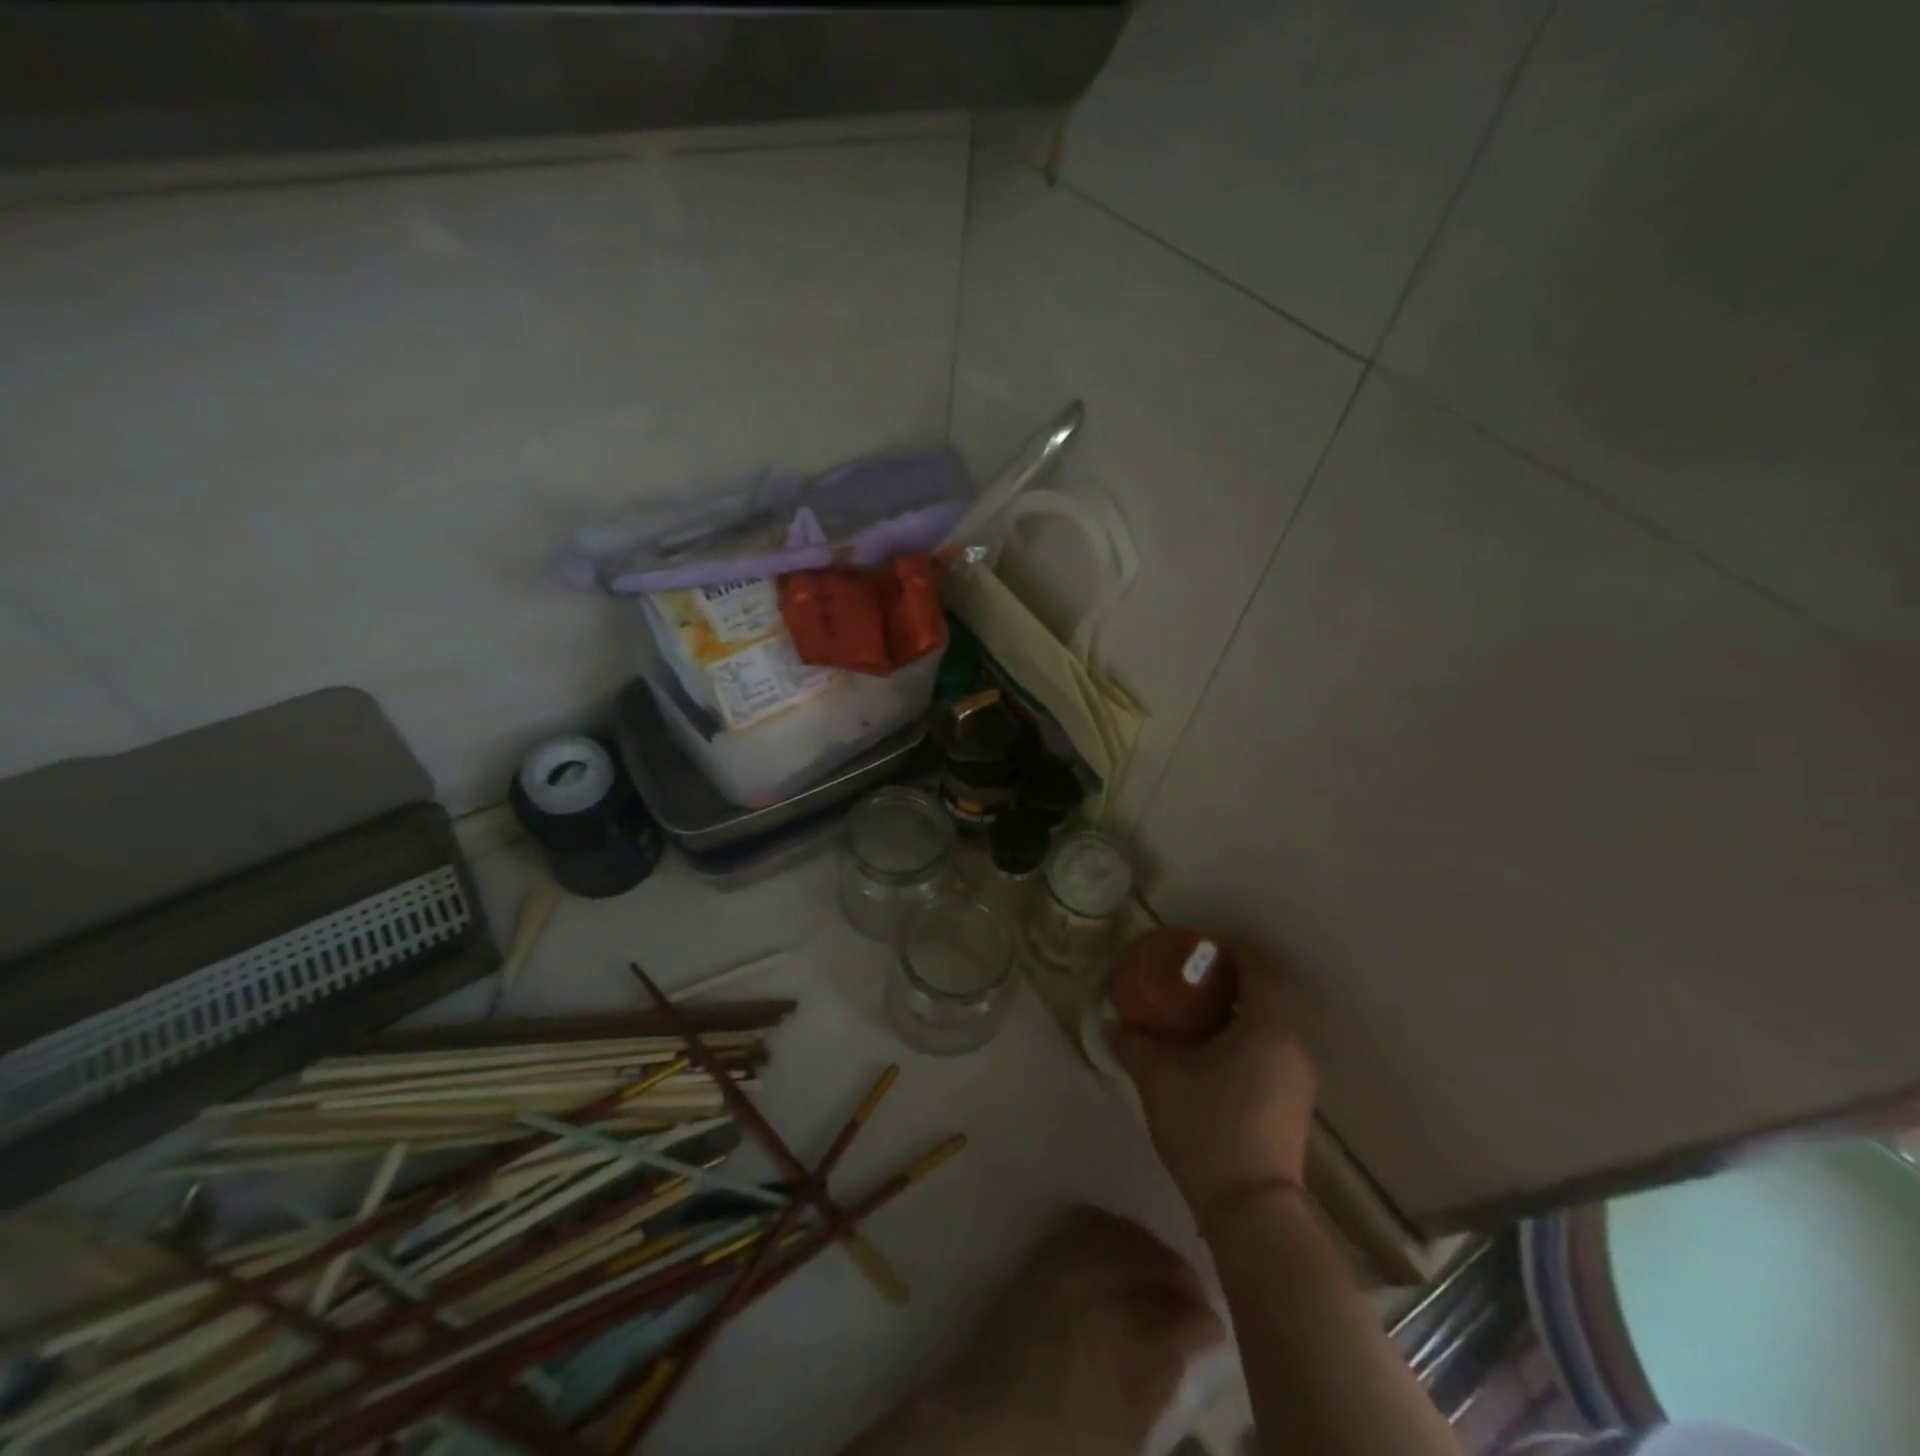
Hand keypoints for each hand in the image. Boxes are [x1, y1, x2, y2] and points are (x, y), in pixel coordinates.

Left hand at [948, 1207, 1222, 1455]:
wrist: (992, 1422)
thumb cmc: (1065, 1436)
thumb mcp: (1129, 1423)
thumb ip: (1166, 1370)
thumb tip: (1199, 1333)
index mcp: (1119, 1328)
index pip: (1180, 1309)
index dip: (1204, 1318)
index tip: (1216, 1328)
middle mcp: (1093, 1279)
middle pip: (1154, 1261)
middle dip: (1183, 1280)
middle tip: (1196, 1303)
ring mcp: (1064, 1258)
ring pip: (1124, 1232)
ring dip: (1151, 1250)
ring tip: (1164, 1274)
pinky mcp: (1043, 1251)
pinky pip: (1087, 1220)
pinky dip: (1114, 1228)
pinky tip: (1125, 1249)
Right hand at [1106, 944, 1318, 1228]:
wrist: (1253, 1212)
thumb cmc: (1208, 1129)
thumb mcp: (1159, 1078)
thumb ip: (1134, 1044)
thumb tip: (1111, 1024)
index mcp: (1269, 1026)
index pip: (1260, 966)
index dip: (1231, 949)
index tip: (1198, 948)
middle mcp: (1294, 1045)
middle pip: (1270, 992)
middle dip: (1233, 978)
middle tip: (1192, 978)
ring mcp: (1299, 1078)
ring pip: (1273, 1023)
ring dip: (1241, 1009)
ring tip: (1198, 1013)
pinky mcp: (1294, 1104)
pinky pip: (1273, 1049)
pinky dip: (1247, 1037)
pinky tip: (1213, 1054)